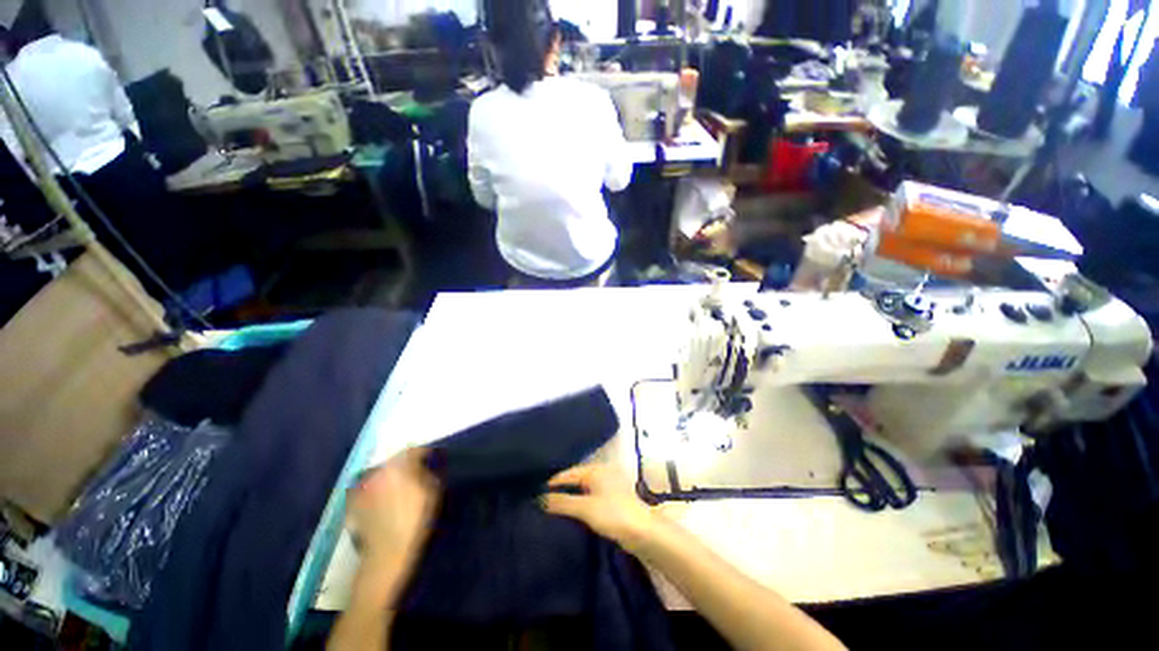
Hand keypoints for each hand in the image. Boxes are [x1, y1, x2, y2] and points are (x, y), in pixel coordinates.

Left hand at [348, 448, 438, 579]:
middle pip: (395, 460)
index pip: (413, 450)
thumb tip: (425, 465)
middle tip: (416, 473)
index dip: (425, 453)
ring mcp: (362, 486)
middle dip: (406, 464)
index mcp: (399, 466)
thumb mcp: (433, 492)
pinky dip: (375, 489)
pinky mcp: (352, 502)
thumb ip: (428, 472)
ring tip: (398, 487)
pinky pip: (366, 488)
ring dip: (390, 476)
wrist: (388, 554)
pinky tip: (382, 500)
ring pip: (379, 473)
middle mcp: (378, 471)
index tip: (432, 458)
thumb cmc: (416, 521)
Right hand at [541, 461, 655, 550]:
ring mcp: (610, 485)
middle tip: (541, 499)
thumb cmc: (613, 514)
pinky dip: (581, 502)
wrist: (643, 533)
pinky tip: (572, 512)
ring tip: (552, 506)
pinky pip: (591, 496)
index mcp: (596, 469)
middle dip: (561, 488)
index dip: (552, 482)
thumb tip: (539, 498)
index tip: (535, 491)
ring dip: (571, 496)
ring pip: (584, 488)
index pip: (569, 472)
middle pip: (576, 478)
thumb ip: (562, 502)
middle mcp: (603, 472)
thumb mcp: (584, 508)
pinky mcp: (614, 499)